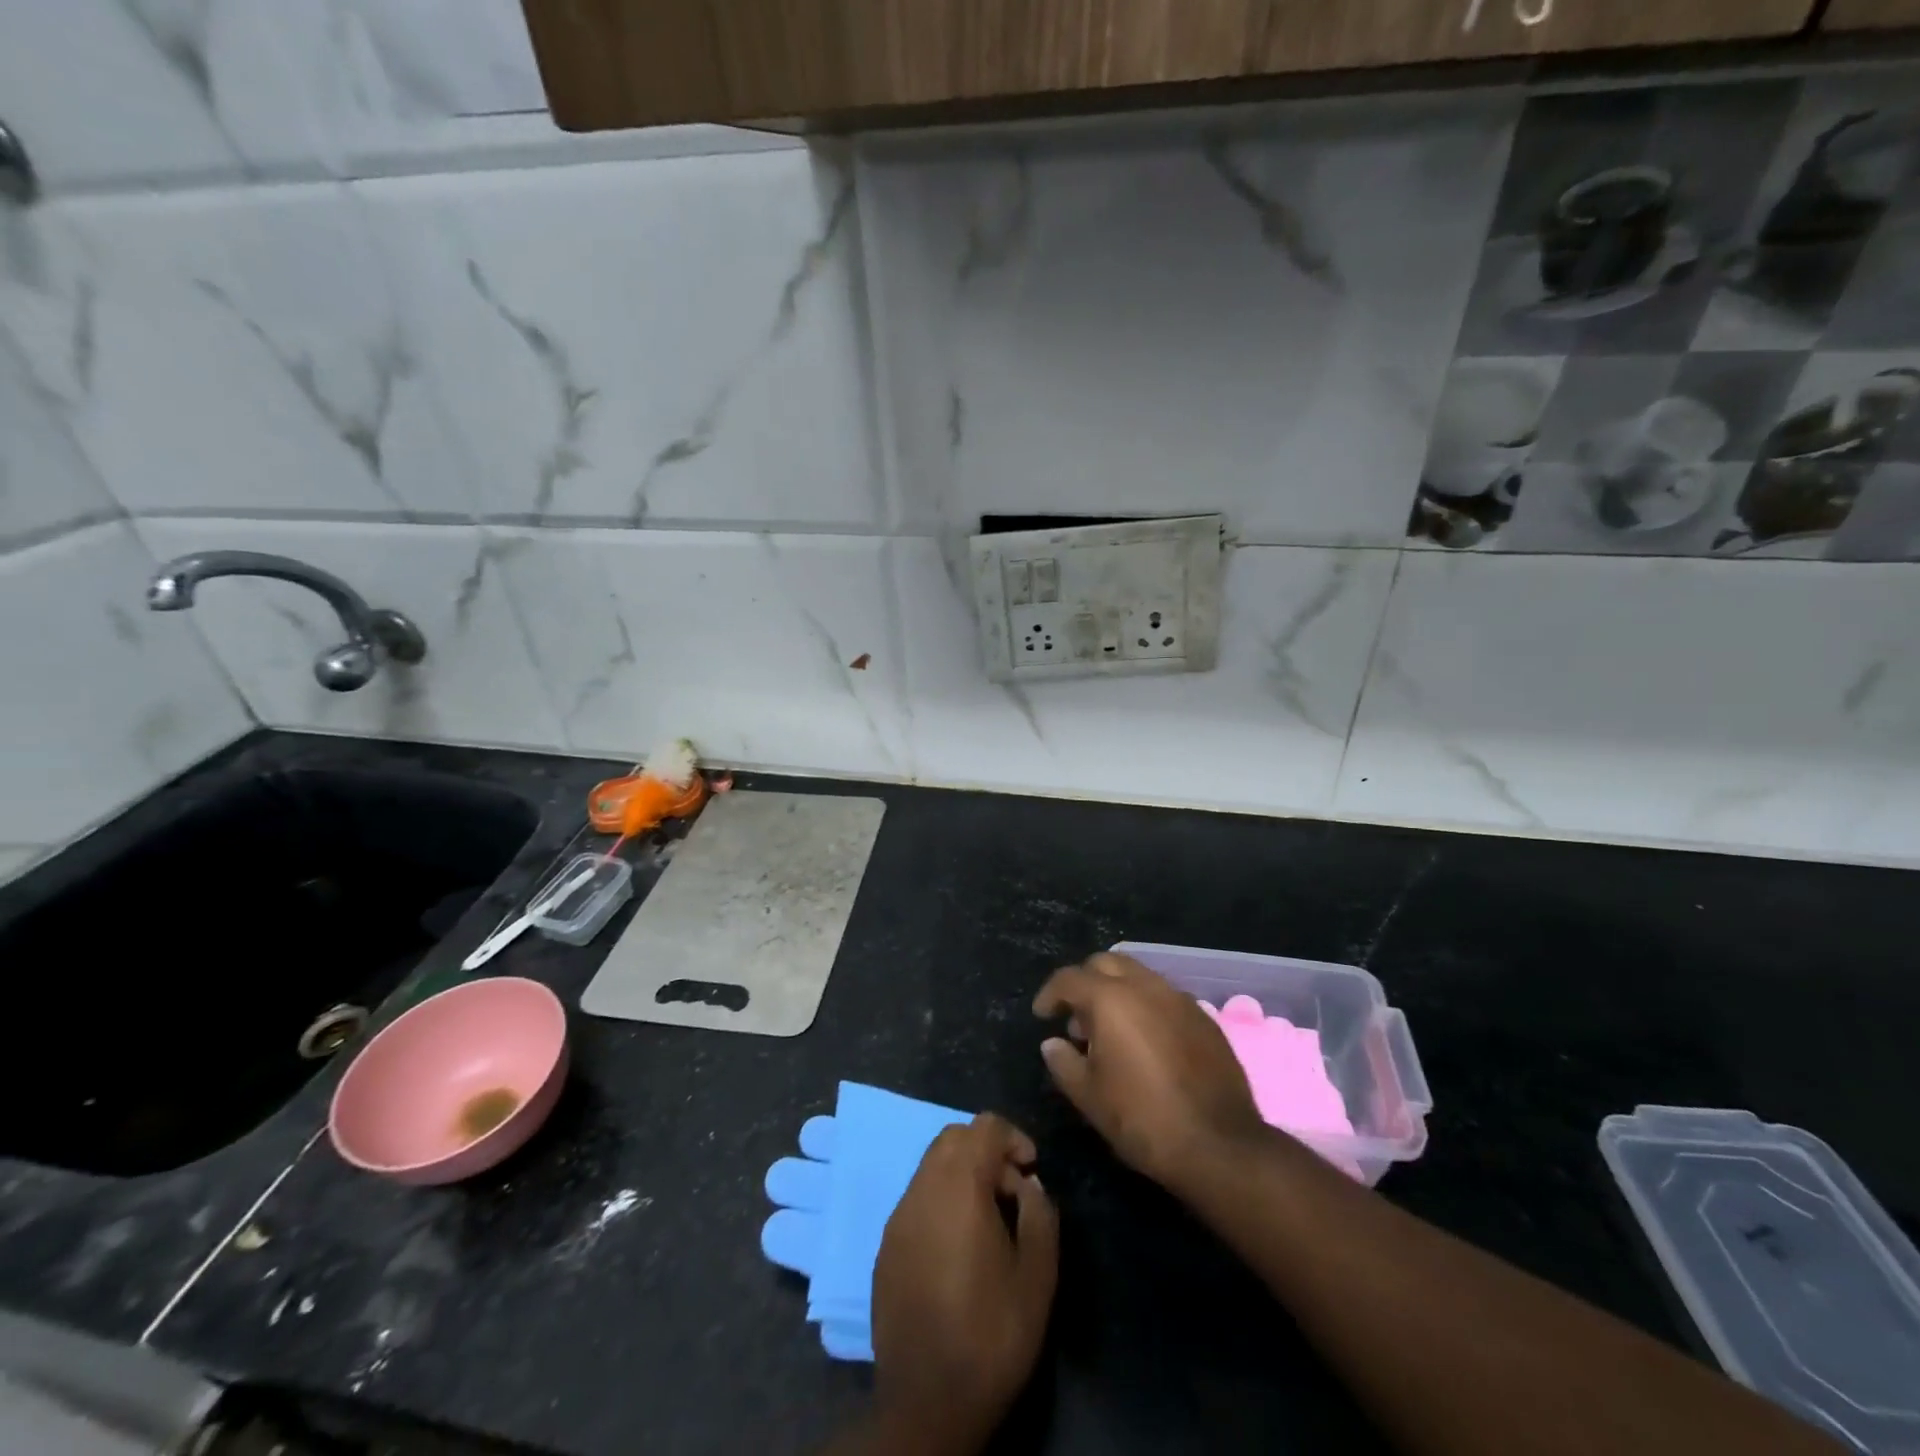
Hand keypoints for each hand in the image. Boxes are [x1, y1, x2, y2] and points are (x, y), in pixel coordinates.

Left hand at [869, 1114, 1058, 1450]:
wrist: (928, 1402)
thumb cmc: (992, 1335)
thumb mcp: (1038, 1277)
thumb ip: (1039, 1215)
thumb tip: (1028, 1186)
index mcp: (959, 1187)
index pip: (984, 1127)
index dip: (1013, 1137)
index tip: (1032, 1170)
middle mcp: (922, 1189)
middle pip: (953, 1138)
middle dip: (986, 1150)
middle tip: (1012, 1191)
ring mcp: (898, 1217)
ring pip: (931, 1166)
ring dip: (962, 1174)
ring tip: (988, 1219)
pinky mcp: (885, 1245)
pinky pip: (916, 1199)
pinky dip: (941, 1200)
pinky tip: (957, 1245)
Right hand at [1034, 952, 1266, 1194]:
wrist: (1219, 1145)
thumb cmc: (1142, 1119)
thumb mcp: (1089, 1097)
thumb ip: (1064, 1062)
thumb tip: (1052, 1043)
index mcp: (1111, 999)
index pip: (1069, 978)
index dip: (1050, 994)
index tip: (1042, 1015)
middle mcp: (1145, 986)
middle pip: (1106, 963)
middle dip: (1085, 982)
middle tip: (1076, 1016)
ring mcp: (1179, 998)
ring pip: (1139, 976)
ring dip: (1117, 991)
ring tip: (1110, 1030)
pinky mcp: (1204, 1018)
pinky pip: (1165, 997)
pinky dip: (1146, 1006)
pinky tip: (1145, 1041)